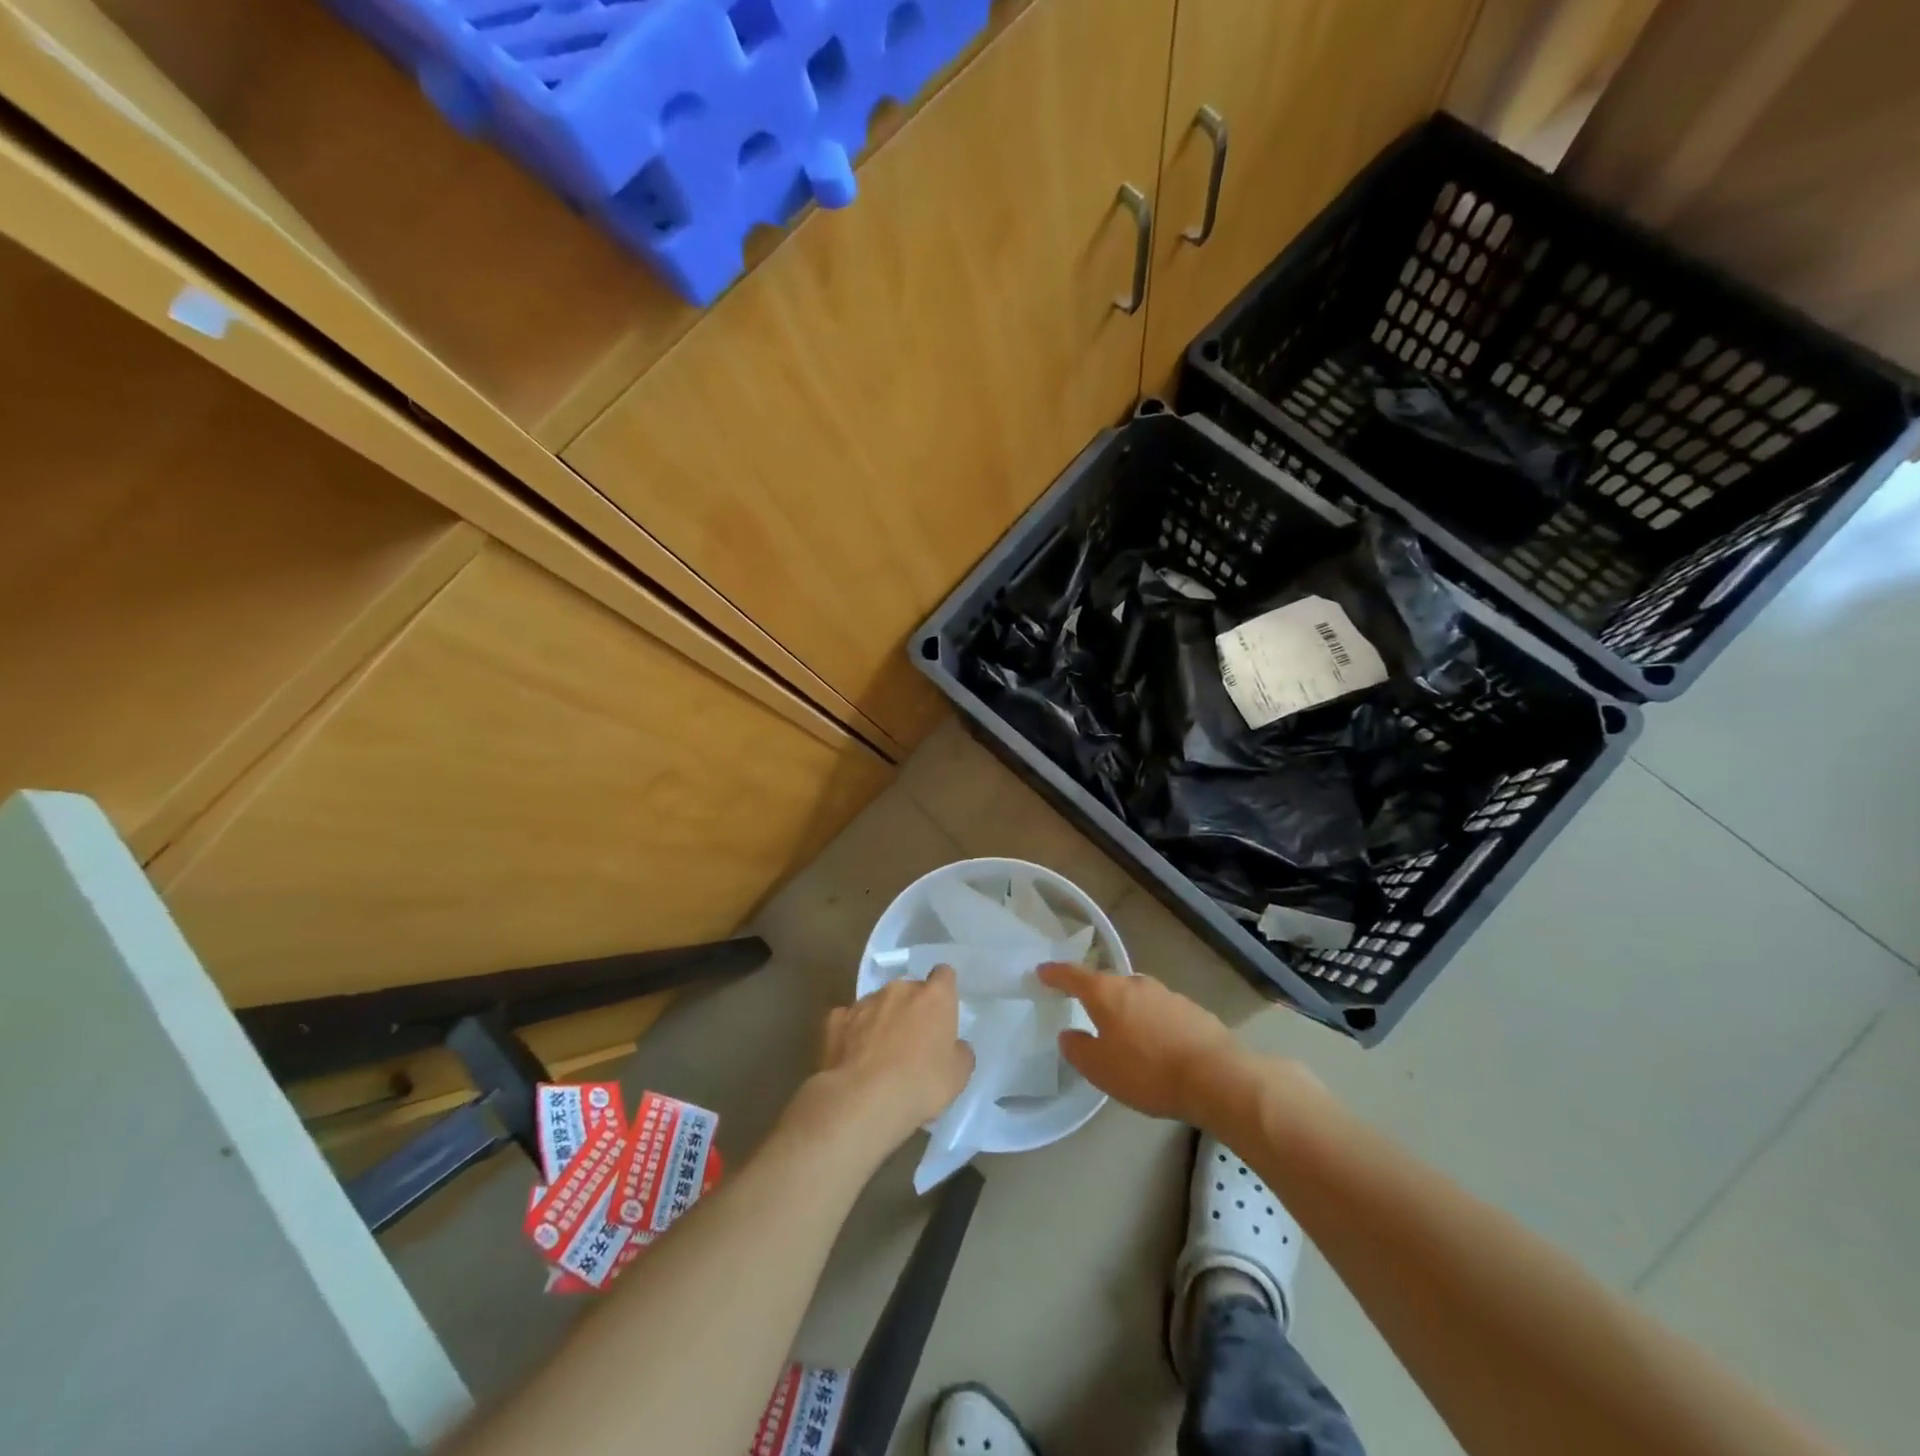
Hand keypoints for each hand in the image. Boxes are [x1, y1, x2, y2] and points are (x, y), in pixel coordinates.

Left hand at [811, 967, 973, 1150]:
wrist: (863, 1100)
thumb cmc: (921, 1084)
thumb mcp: (958, 1075)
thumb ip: (959, 1052)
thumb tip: (954, 1046)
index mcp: (934, 997)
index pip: (944, 975)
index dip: (944, 989)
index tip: (943, 1009)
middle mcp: (899, 990)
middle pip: (909, 990)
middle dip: (911, 1008)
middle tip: (913, 1041)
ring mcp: (865, 1002)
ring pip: (878, 1003)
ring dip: (882, 1019)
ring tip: (880, 1055)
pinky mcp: (836, 1019)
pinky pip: (849, 1020)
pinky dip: (853, 1033)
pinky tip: (853, 1057)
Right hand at [1038, 963, 1244, 1123]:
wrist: (1216, 1077)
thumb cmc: (1147, 1071)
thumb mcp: (1100, 1068)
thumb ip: (1078, 1049)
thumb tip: (1069, 1034)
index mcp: (1107, 993)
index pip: (1073, 975)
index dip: (1055, 974)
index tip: (1042, 972)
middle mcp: (1135, 984)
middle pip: (1107, 984)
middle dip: (1094, 994)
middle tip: (1084, 1008)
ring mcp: (1166, 994)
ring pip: (1135, 997)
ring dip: (1126, 1011)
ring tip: (1123, 1034)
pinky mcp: (1191, 1010)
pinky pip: (1159, 1012)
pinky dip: (1150, 1023)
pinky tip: (1156, 1046)